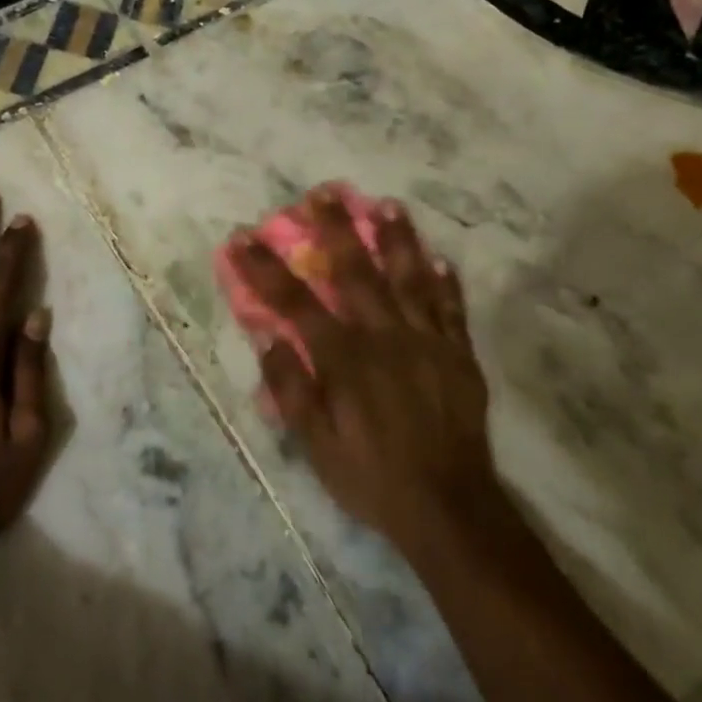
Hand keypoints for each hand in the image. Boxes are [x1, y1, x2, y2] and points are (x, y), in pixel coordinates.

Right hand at [228, 185, 507, 557]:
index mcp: (345, 358)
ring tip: (387, 204)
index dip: (265, 269)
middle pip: (356, 272)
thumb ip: (290, 388)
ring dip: (397, 239)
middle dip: (335, 230)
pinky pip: (452, 310)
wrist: (448, 507)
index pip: (295, 303)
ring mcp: (428, 342)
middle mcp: (386, 337)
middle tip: (323, 193)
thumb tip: (267, 337)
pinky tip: (441, 259)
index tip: (242, 239)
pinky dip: (446, 283)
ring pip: (410, 279)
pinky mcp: (459, 356)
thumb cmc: (371, 477)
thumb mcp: (316, 444)